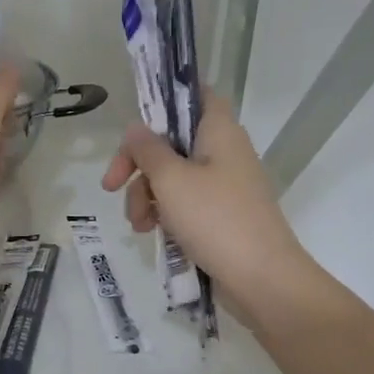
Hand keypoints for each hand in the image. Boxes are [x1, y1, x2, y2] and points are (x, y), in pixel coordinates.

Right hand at [100, 92, 318, 317]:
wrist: (262, 279)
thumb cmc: (216, 219)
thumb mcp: (171, 180)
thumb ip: (148, 150)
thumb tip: (135, 128)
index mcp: (219, 131)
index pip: (196, 94)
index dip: (167, 98)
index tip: (136, 122)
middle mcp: (223, 152)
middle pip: (172, 142)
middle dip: (138, 165)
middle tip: (111, 186)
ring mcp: (224, 186)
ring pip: (173, 177)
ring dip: (146, 196)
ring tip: (138, 225)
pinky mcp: (221, 216)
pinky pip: (185, 204)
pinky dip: (165, 214)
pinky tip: (152, 234)